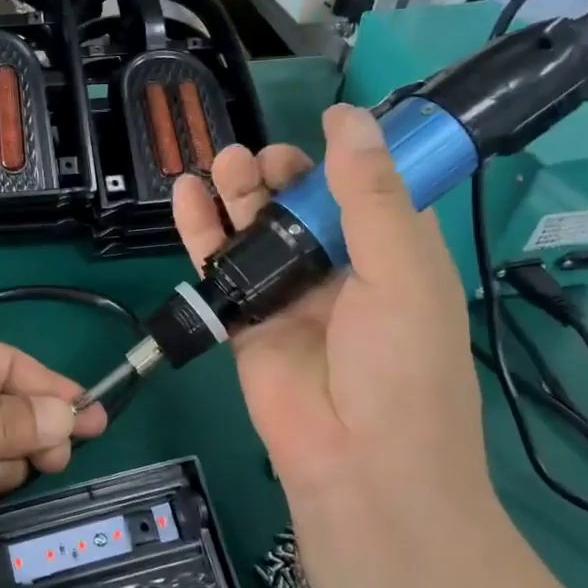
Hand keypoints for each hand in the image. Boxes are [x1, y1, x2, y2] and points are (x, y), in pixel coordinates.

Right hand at [171, 105, 494, 566]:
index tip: (322, 125)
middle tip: (262, 160)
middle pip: (303, 204)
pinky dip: (199, 230)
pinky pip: (218, 266)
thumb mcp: (402, 273)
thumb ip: (370, 196)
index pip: (370, 187)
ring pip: (256, 230)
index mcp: (393, 255)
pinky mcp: (244, 320)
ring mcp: (288, 295)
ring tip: (223, 162)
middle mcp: (340, 270)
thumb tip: (349, 119)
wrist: (359, 468)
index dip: (348, 153)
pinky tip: (185, 195)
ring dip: (238, 192)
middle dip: (282, 172)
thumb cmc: (402, 368)